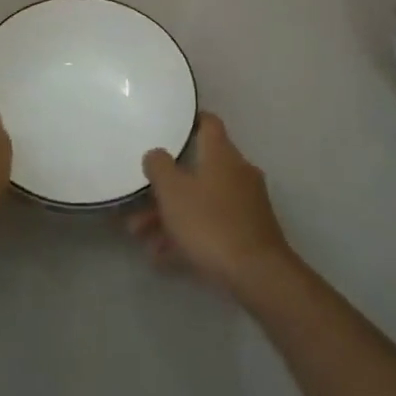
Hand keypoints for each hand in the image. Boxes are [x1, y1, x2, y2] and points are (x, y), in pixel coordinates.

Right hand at [129, 113, 297, 300]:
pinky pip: (211, 226)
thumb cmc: (210, 223)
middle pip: (197, 170)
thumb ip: (159, 166)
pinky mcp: (248, 233)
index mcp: (222, 155)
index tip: (168, 127)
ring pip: (201, 202)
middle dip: (166, 187)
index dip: (189, 121)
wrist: (257, 274)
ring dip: (171, 216)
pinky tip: (162, 258)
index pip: (208, 123)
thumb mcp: (173, 192)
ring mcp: (246, 204)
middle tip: (138, 201)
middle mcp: (238, 173)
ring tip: (142, 237)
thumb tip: (156, 153)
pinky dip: (188, 236)